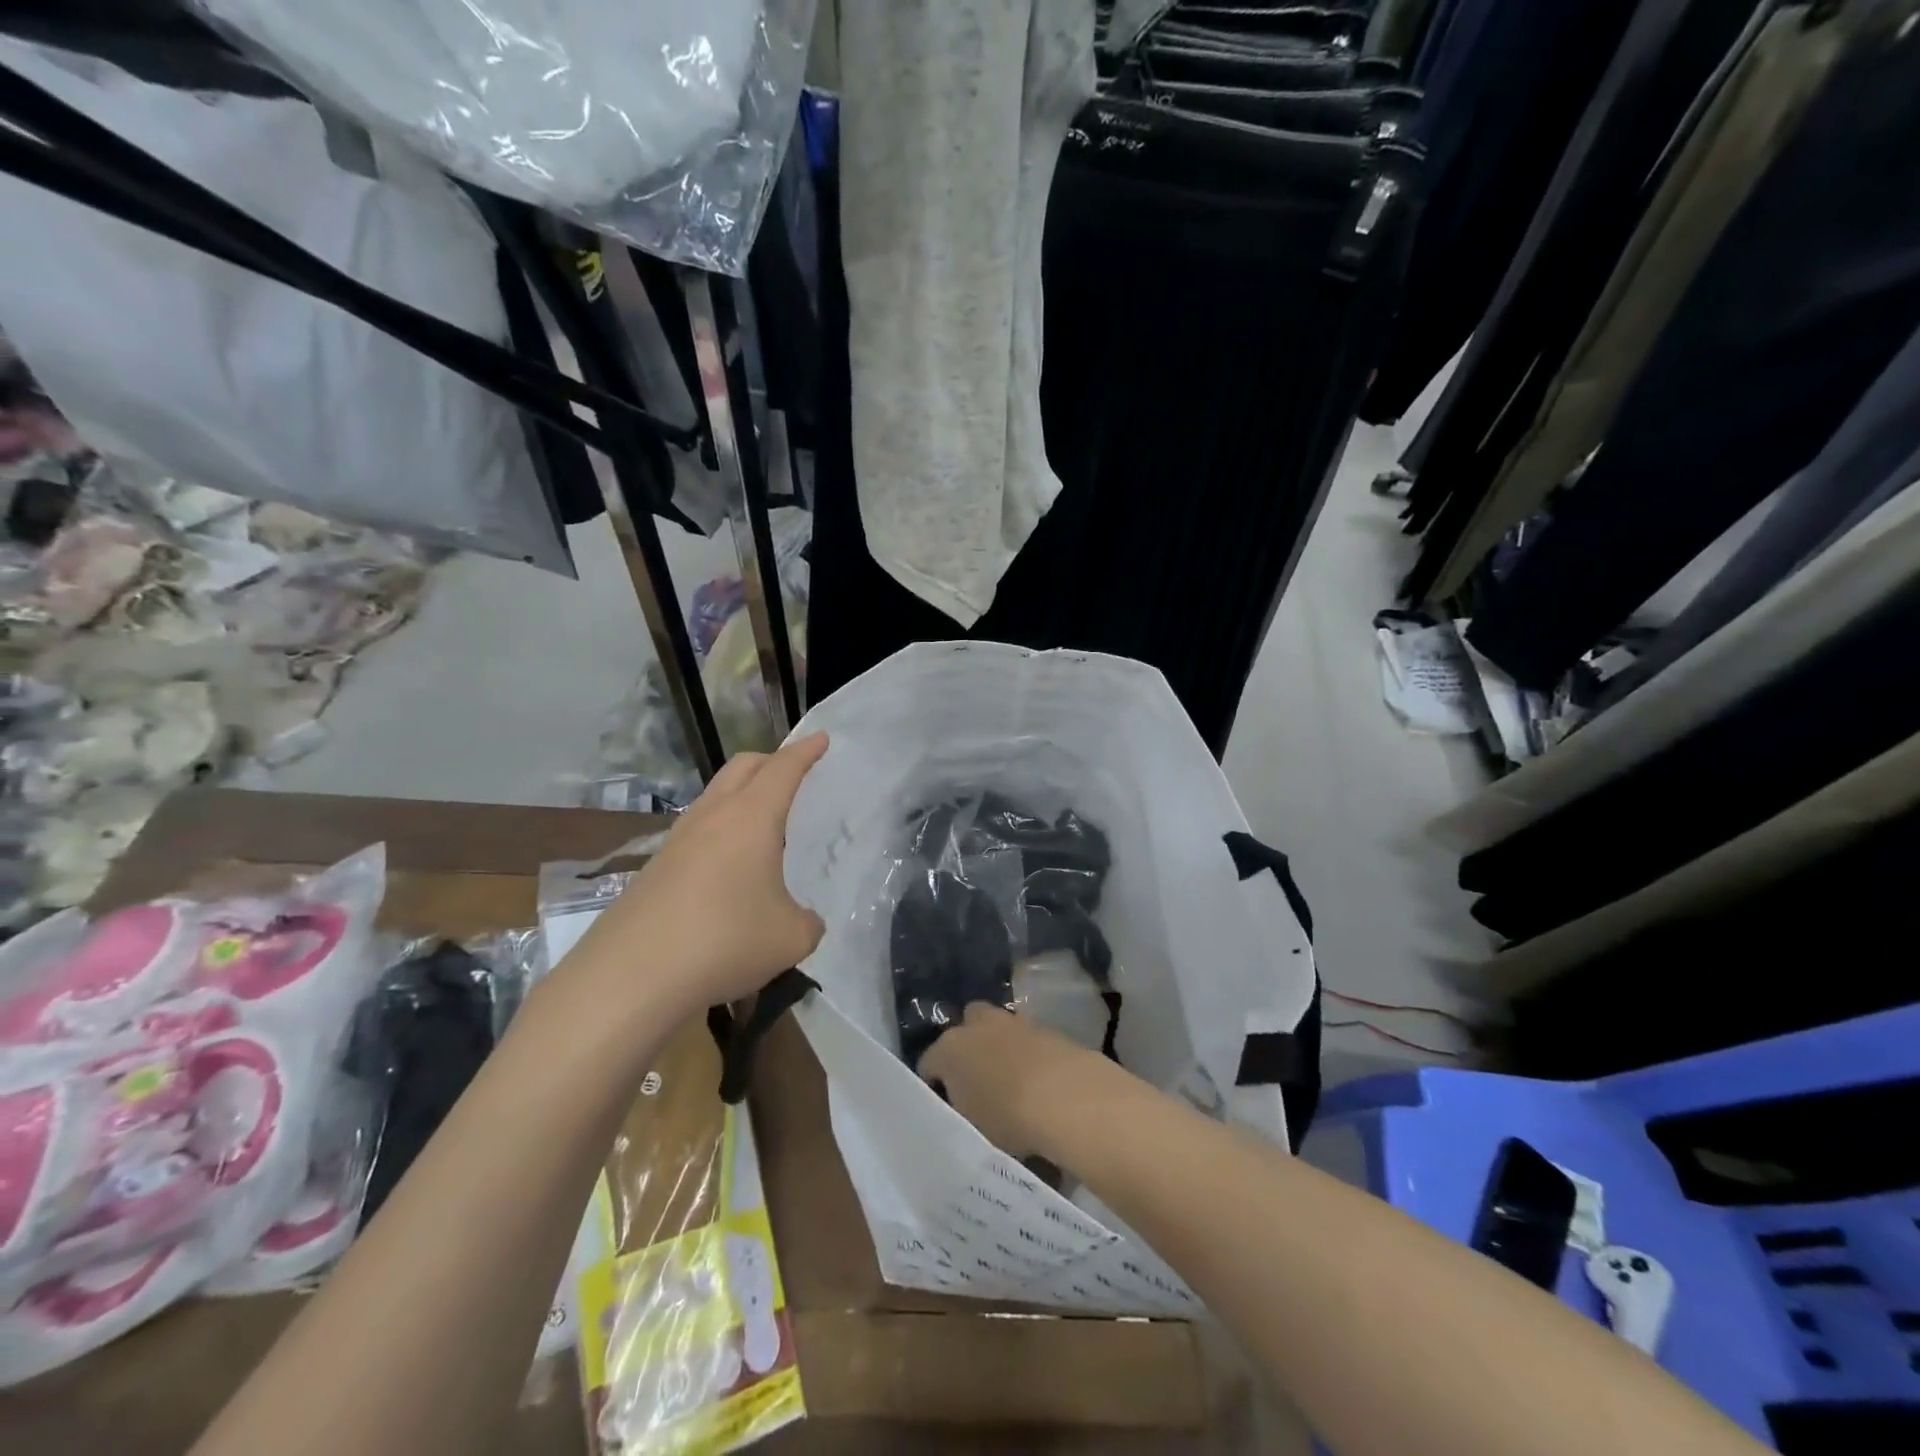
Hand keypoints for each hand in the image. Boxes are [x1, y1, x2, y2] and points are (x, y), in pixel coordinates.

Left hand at [573, 733, 829, 1018]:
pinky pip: (696, 833)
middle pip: (742, 768)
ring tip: (762, 822)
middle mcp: (712, 818)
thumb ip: (808, 922)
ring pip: (714, 797)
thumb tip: (803, 921)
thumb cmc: (724, 941)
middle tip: (793, 772)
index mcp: (751, 818)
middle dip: (771, 760)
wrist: (630, 977)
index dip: (805, 751)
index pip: (783, 769)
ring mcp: (677, 842)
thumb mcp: (791, 938)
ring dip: (741, 796)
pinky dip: (720, 832)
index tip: (821, 738)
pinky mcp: (654, 870)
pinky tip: (728, 870)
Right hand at [919, 1003, 1112, 1160]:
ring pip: (999, 1030)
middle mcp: (978, 1025)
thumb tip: (963, 1109)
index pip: (928, 1062)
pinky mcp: (1046, 1027)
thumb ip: (960, 1114)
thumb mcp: (971, 1128)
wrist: (1066, 1097)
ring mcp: (1014, 1022)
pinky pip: (1027, 1040)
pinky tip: (1037, 1083)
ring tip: (1011, 1085)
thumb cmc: (1006, 1117)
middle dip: (968, 1048)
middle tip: (976, 1082)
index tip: (943, 1105)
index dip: (934, 1084)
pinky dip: (1028, 1055)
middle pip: (965, 1028)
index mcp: (949, 1049)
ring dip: (1001, 1049)